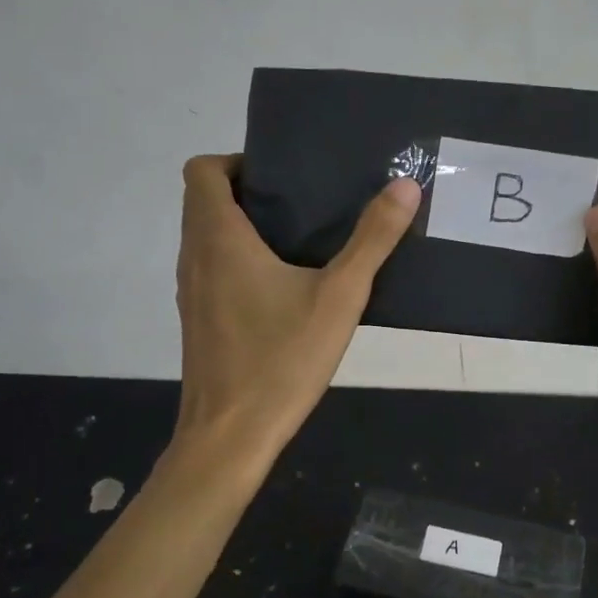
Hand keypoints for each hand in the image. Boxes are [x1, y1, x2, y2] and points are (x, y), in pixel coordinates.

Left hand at [172, 155, 419, 469]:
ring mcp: (192, 291)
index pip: (202, 170)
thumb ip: (372, 240)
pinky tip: (283, 289)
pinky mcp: (198, 319)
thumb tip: (405, 186)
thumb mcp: (340, 297)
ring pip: (206, 236)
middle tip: (302, 203)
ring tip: (298, 240)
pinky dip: (237, 260)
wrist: (230, 435)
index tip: (282, 177)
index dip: (236, 161)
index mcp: (219, 239)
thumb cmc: (281, 360)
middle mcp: (195, 257)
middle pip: (203, 200)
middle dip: (246, 191)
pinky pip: (211, 268)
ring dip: (242, 226)